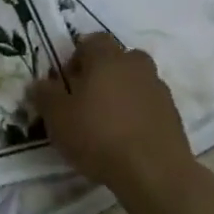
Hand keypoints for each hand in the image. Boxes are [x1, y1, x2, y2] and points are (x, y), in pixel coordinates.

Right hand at [31, 33, 192, 195]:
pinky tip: (124, 137)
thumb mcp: (56, 116)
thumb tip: (40, 84)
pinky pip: (148, 104)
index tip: (66, 80)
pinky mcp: (173, 116)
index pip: (93, 40)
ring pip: (135, 81)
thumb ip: (45, 95)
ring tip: (105, 121)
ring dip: (121, 93)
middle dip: (102, 72)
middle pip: (118, 58)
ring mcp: (159, 90)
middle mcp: (136, 67)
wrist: (154, 172)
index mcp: (107, 59)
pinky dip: (136, 113)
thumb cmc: (98, 135)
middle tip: (85, 97)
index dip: (77, 55)